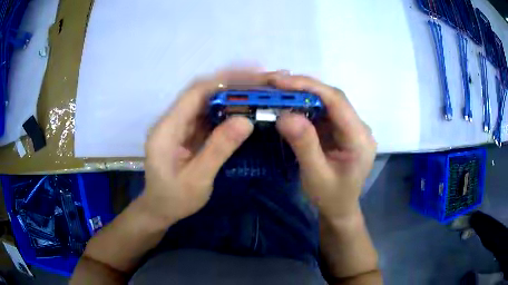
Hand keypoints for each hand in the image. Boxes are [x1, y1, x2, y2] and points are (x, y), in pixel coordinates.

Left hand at [142, 70, 272, 223]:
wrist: (159, 209)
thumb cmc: (174, 199)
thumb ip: (218, 149)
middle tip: (264, 80)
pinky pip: (210, 115)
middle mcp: (172, 120)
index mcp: (167, 129)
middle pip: (203, 92)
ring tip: (260, 90)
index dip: (224, 80)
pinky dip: (229, 109)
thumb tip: (246, 121)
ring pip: (208, 101)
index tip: (253, 74)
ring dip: (233, 93)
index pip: (195, 93)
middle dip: (233, 82)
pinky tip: (246, 107)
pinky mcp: (188, 132)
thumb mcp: (197, 180)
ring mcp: (180, 125)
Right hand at [271, 74, 376, 218]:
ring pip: (326, 101)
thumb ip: (304, 145)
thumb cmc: (331, 197)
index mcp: (359, 138)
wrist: (340, 208)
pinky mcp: (340, 129)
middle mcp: (358, 127)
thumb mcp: (315, 175)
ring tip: (276, 91)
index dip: (309, 87)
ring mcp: (349, 127)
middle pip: (332, 97)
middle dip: (302, 87)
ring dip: (301, 95)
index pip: (337, 101)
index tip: (280, 82)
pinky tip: (288, 105)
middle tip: (273, 83)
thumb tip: (285, 115)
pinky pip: (322, 111)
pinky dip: (303, 106)